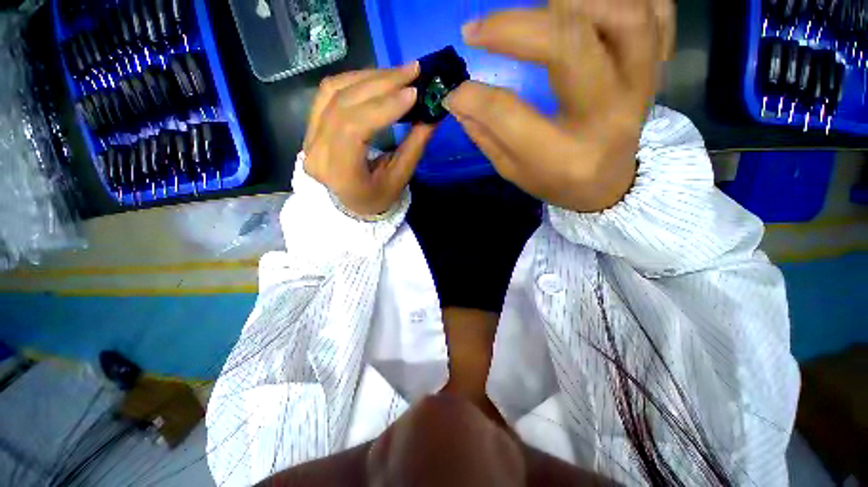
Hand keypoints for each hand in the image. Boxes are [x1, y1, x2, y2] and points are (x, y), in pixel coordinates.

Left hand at [304, 64, 434, 216]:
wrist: (349, 206)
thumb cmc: (376, 199)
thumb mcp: (399, 179)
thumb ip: (414, 146)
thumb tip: (433, 114)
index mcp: (339, 173)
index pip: (354, 128)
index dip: (384, 106)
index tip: (413, 92)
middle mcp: (317, 151)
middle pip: (343, 103)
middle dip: (381, 83)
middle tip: (413, 71)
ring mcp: (309, 136)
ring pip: (333, 91)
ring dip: (369, 77)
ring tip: (399, 73)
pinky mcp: (311, 126)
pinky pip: (328, 92)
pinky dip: (355, 80)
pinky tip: (377, 78)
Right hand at [445, 0, 674, 211]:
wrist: (610, 186)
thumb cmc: (557, 183)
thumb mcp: (514, 172)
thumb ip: (487, 135)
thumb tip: (458, 100)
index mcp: (562, 156)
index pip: (509, 114)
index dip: (474, 98)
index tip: (455, 93)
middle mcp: (606, 116)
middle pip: (570, 44)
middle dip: (515, 27)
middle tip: (478, 29)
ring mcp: (640, 87)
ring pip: (624, 15)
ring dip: (572, 3)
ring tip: (536, 13)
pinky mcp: (654, 70)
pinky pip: (658, 13)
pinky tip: (587, 10)